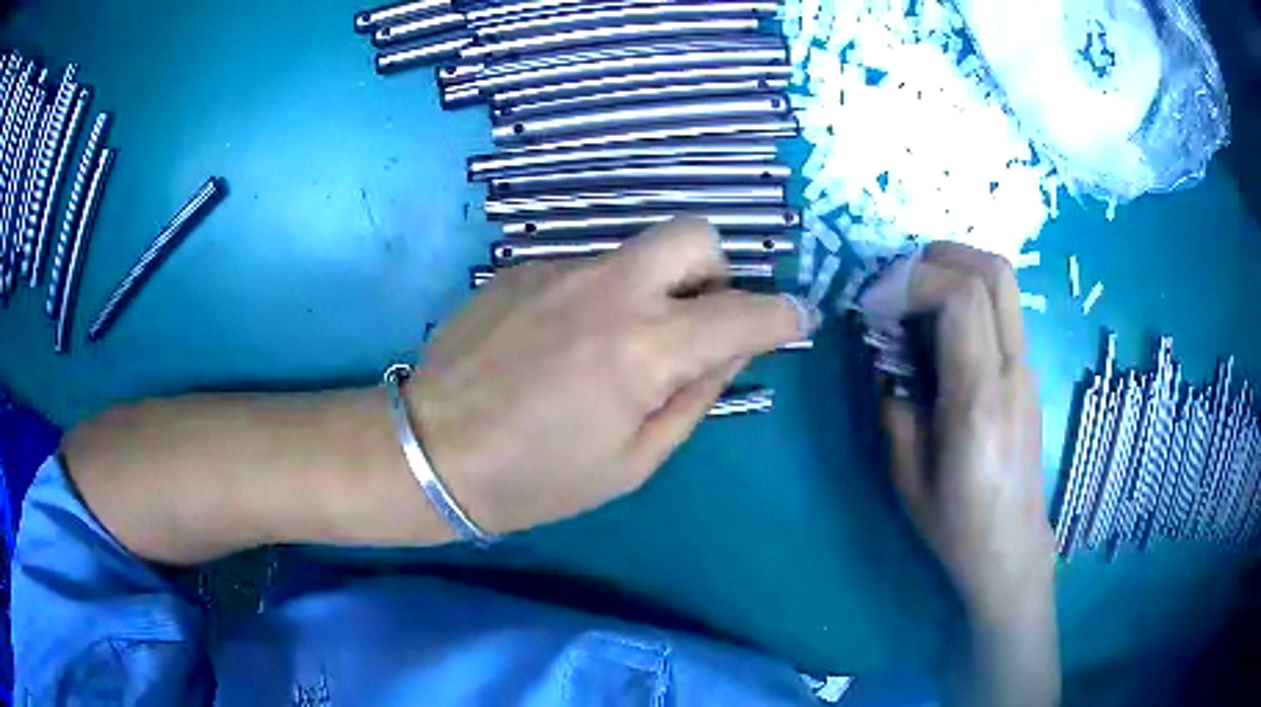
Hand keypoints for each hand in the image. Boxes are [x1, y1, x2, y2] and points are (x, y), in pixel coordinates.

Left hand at [410, 218, 815, 535]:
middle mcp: (608, 290)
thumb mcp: (633, 462)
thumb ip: (693, 397)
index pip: (744, 313)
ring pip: (636, 252)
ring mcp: (558, 270)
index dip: (783, 316)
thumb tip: (730, 351)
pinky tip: (561, 343)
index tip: (796, 321)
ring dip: (652, 287)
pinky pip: (585, 269)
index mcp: (644, 349)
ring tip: (615, 345)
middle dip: (714, 272)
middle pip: (694, 235)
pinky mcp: (521, 269)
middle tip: (697, 320)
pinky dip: (598, 296)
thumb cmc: (536, 479)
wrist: (431, 452)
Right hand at [879, 243, 1053, 626]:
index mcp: (979, 399)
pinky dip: (969, 296)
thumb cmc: (957, 524)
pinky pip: (1003, 310)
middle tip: (899, 282)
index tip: (876, 304)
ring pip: (1004, 283)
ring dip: (957, 270)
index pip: (962, 298)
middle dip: (940, 256)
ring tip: (916, 300)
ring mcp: (1027, 369)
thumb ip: (895, 406)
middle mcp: (1012, 371)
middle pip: (994, 271)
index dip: (913, 281)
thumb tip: (887, 360)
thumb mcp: (906, 475)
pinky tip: (941, 333)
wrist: (1011, 546)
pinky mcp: (1028, 373)